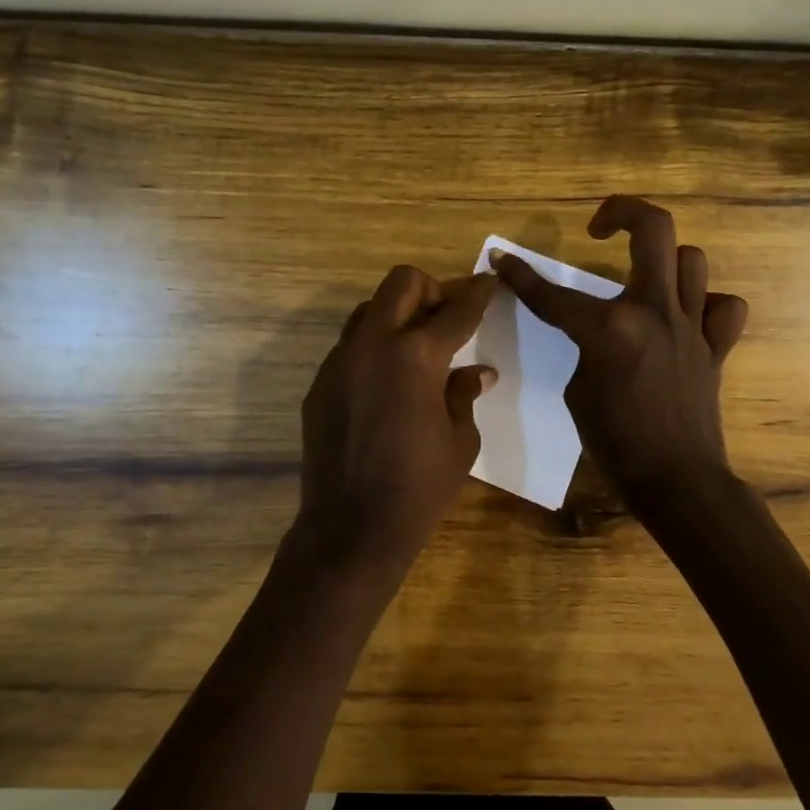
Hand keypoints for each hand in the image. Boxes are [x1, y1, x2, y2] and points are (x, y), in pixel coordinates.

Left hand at [294, 267, 497, 578]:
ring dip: (397, 316)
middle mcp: (374, 344)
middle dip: (431, 290)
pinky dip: (374, 349)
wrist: (351, 527)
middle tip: (446, 318)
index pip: (456, 310)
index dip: (478, 293)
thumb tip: (478, 372)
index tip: (489, 281)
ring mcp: (340, 361)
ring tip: (415, 351)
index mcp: (416, 355)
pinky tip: (386, 385)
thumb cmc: (419, 487)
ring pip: (369, 310)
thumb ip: (465, 394)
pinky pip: (350, 347)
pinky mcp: (320, 384)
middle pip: (402, 283)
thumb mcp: (460, 440)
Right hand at [491, 196, 747, 505]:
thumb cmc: (616, 445)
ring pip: (691, 259)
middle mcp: (654, 312)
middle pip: (654, 229)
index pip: (553, 295)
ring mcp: (691, 325)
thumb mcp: (578, 392)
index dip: (520, 276)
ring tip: (642, 277)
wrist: (677, 481)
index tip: (503, 260)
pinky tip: (687, 316)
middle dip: (622, 211)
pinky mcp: (716, 346)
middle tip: (600, 226)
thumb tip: (596, 333)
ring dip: (664, 259)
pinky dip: (708, 304)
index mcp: (610, 329)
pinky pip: (723, 307)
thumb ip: (585, 350)